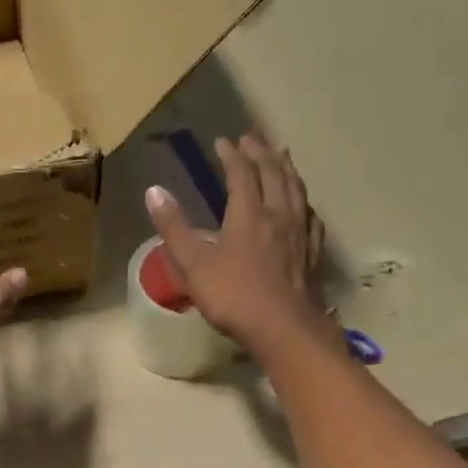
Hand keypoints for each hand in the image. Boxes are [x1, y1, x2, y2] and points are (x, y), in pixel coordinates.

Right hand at [144, 133, 332, 356]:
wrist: (284, 329)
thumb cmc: (234, 297)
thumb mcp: (194, 264)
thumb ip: (174, 228)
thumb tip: (154, 191)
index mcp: (248, 214)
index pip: (241, 174)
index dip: (231, 155)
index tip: (222, 141)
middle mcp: (278, 215)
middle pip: (274, 174)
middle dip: (261, 152)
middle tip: (252, 137)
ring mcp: (300, 233)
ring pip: (296, 190)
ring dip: (286, 169)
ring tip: (281, 156)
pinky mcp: (313, 253)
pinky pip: (310, 217)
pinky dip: (304, 202)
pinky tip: (303, 206)